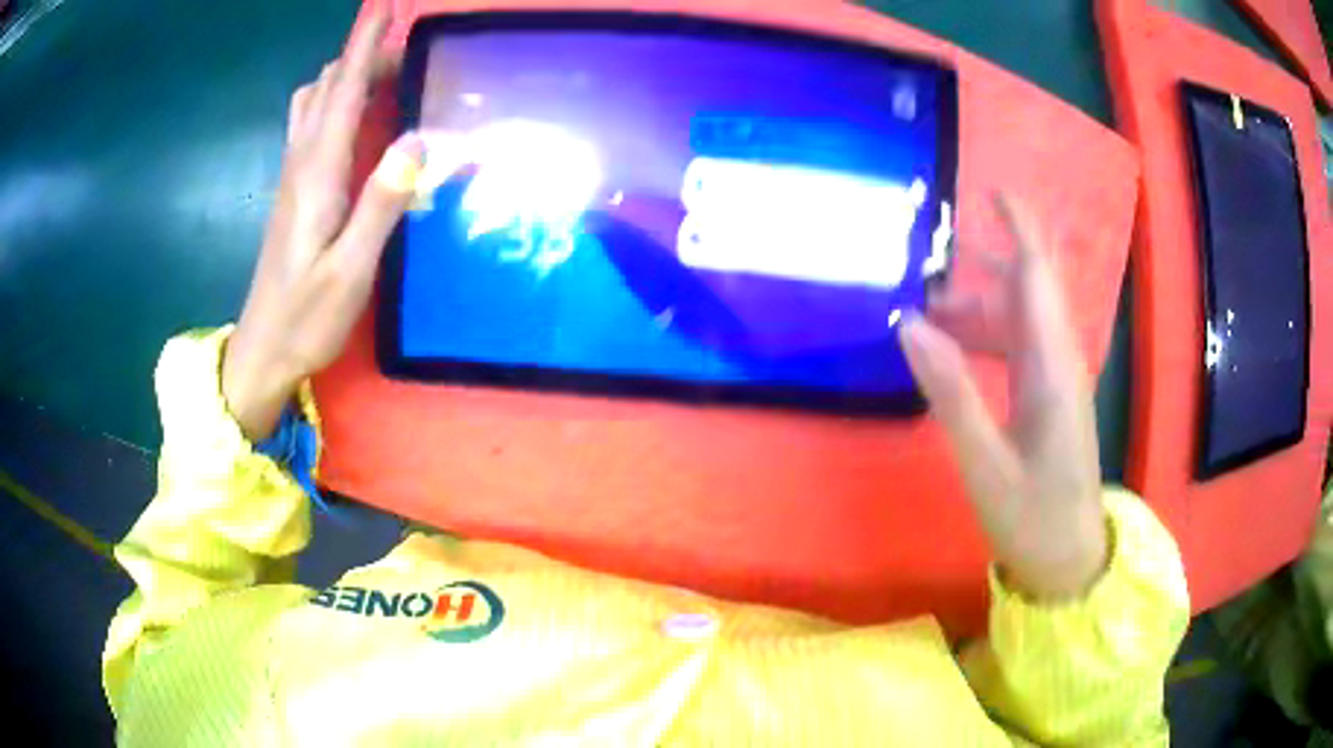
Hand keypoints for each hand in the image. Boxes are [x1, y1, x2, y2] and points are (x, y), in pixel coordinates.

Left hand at [223, 10, 422, 439]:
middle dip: (360, 55)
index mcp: (317, 175)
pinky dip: (334, 102)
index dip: (362, 45)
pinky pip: (311, 126)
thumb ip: (381, 204)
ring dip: (344, 77)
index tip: (383, 8)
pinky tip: (353, 116)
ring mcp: (293, 177)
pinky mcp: (293, 192)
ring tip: (381, 76)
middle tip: (404, 53)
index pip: (341, 91)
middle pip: (326, 87)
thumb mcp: (350, 269)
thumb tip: (417, 141)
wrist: (262, 350)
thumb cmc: (306, 317)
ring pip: (312, 103)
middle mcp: (301, 164)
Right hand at [900, 193, 1106, 600]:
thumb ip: (951, 391)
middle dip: (984, 264)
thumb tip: (910, 323)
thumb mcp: (985, 462)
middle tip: (929, 264)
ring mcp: (1056, 379)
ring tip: (927, 313)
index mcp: (1051, 367)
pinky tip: (953, 350)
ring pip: (1018, 317)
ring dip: (977, 305)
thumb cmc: (1032, 517)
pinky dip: (984, 336)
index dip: (1018, 227)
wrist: (1070, 558)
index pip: (1037, 275)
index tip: (991, 189)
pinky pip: (1017, 345)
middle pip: (1027, 288)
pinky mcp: (1049, 396)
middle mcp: (1059, 360)